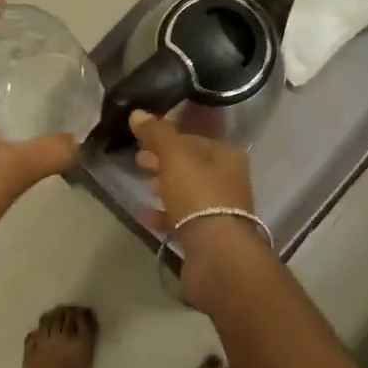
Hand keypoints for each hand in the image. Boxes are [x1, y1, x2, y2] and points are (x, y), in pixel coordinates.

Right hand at [130, 112, 274, 310]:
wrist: (218, 254)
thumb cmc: (198, 195)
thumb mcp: (174, 156)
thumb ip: (157, 133)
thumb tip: (137, 113)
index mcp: (227, 156)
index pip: (193, 139)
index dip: (167, 138)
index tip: (142, 141)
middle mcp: (229, 179)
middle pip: (191, 165)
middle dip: (165, 161)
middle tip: (139, 162)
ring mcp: (221, 209)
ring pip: (189, 192)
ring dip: (167, 187)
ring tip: (145, 186)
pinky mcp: (210, 235)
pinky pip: (183, 219)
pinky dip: (165, 215)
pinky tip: (144, 215)